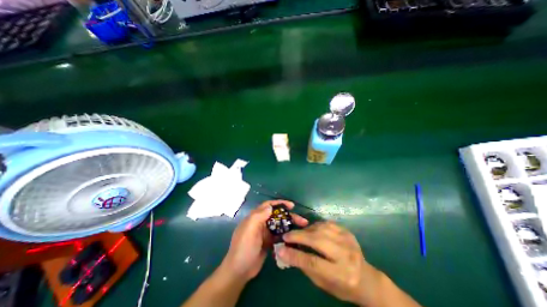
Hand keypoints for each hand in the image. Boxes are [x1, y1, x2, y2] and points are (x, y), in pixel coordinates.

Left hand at [221, 200, 309, 283]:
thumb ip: (258, 216)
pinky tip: (295, 237)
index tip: (291, 206)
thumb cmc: (244, 247)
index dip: (280, 203)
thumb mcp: (249, 230)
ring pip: (279, 225)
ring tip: (302, 228)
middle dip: (289, 216)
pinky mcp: (269, 242)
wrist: (239, 271)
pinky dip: (286, 235)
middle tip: (302, 220)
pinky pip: (279, 235)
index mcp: (255, 217)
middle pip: (277, 215)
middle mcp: (261, 222)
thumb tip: (270, 207)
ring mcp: (265, 232)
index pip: (268, 206)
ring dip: (289, 225)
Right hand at [280, 221, 381, 303]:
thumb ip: (306, 267)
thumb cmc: (342, 286)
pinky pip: (327, 223)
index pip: (313, 262)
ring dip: (306, 230)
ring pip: (321, 229)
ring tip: (298, 234)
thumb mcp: (324, 284)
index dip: (295, 255)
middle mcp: (346, 255)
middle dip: (299, 236)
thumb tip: (287, 252)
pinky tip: (311, 230)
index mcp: (341, 275)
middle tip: (286, 236)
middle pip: (317, 240)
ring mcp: (348, 240)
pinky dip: (316, 225)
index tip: (281, 249)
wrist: (366, 279)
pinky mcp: (347, 231)